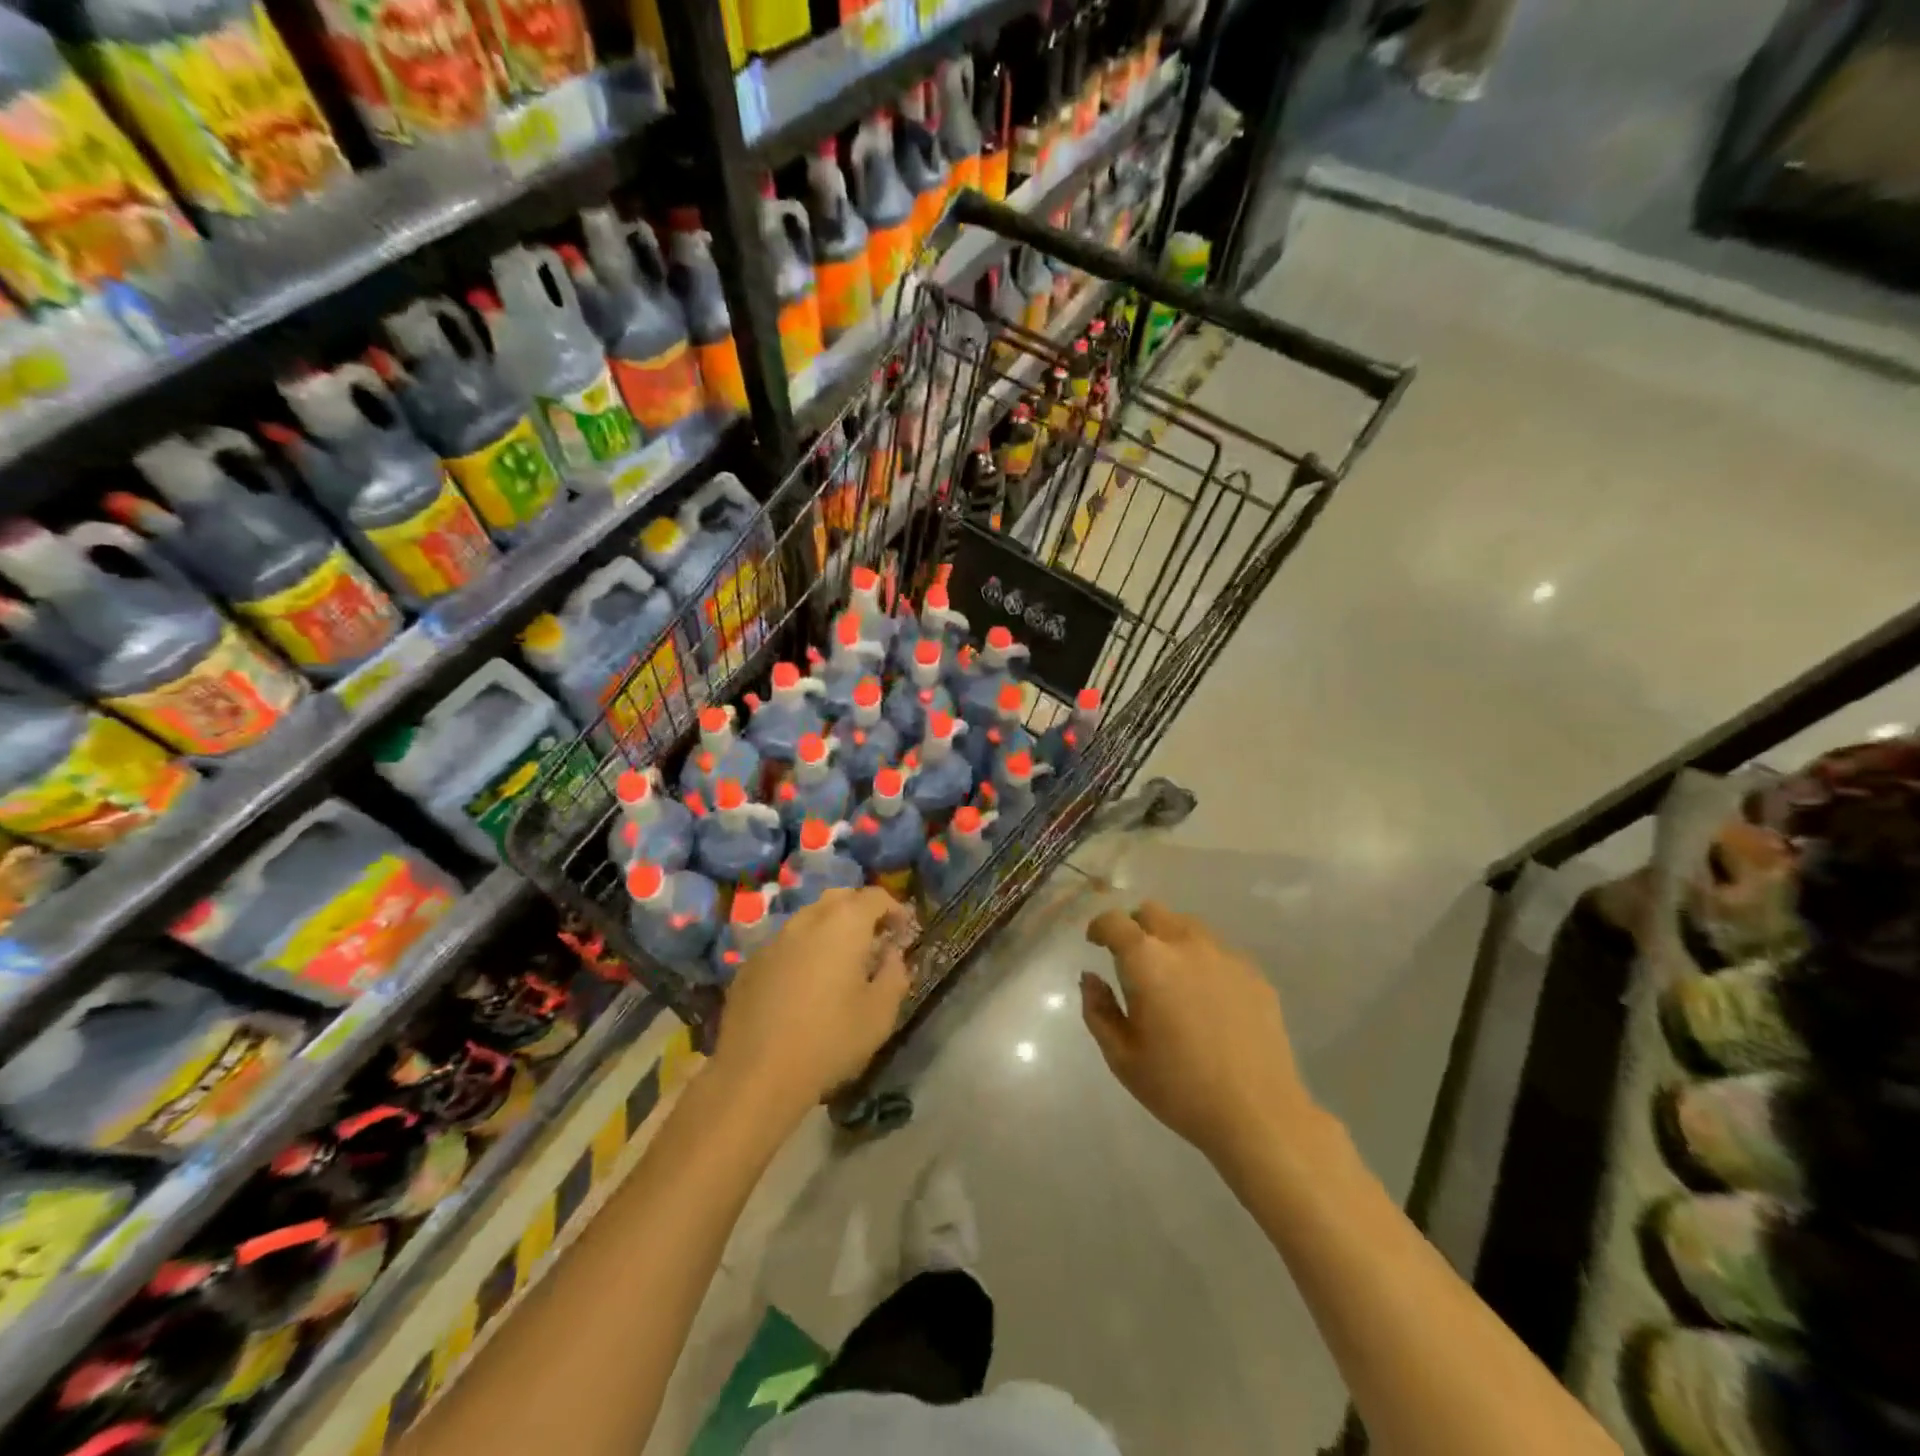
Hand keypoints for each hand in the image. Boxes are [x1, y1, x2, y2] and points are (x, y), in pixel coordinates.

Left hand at [713, 888, 913, 1122]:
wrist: (756, 1075)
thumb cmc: (830, 1040)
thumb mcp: (881, 1013)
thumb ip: (894, 973)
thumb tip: (891, 953)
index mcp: (844, 923)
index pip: (874, 896)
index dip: (894, 909)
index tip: (904, 932)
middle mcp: (807, 920)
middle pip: (839, 898)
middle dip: (861, 911)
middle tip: (874, 940)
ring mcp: (773, 940)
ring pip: (808, 919)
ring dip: (829, 930)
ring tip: (840, 962)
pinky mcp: (749, 964)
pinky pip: (784, 944)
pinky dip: (802, 952)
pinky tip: (804, 985)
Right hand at [1082, 902, 1316, 1167]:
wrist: (1258, 1114)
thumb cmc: (1179, 1088)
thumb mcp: (1122, 1057)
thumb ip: (1098, 1010)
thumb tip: (1091, 978)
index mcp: (1147, 960)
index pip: (1114, 921)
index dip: (1100, 927)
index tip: (1095, 943)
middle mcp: (1185, 944)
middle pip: (1153, 912)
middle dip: (1135, 927)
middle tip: (1132, 960)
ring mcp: (1224, 955)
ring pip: (1188, 925)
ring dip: (1170, 938)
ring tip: (1171, 975)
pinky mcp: (1253, 972)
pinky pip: (1218, 950)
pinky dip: (1203, 960)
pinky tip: (1207, 997)